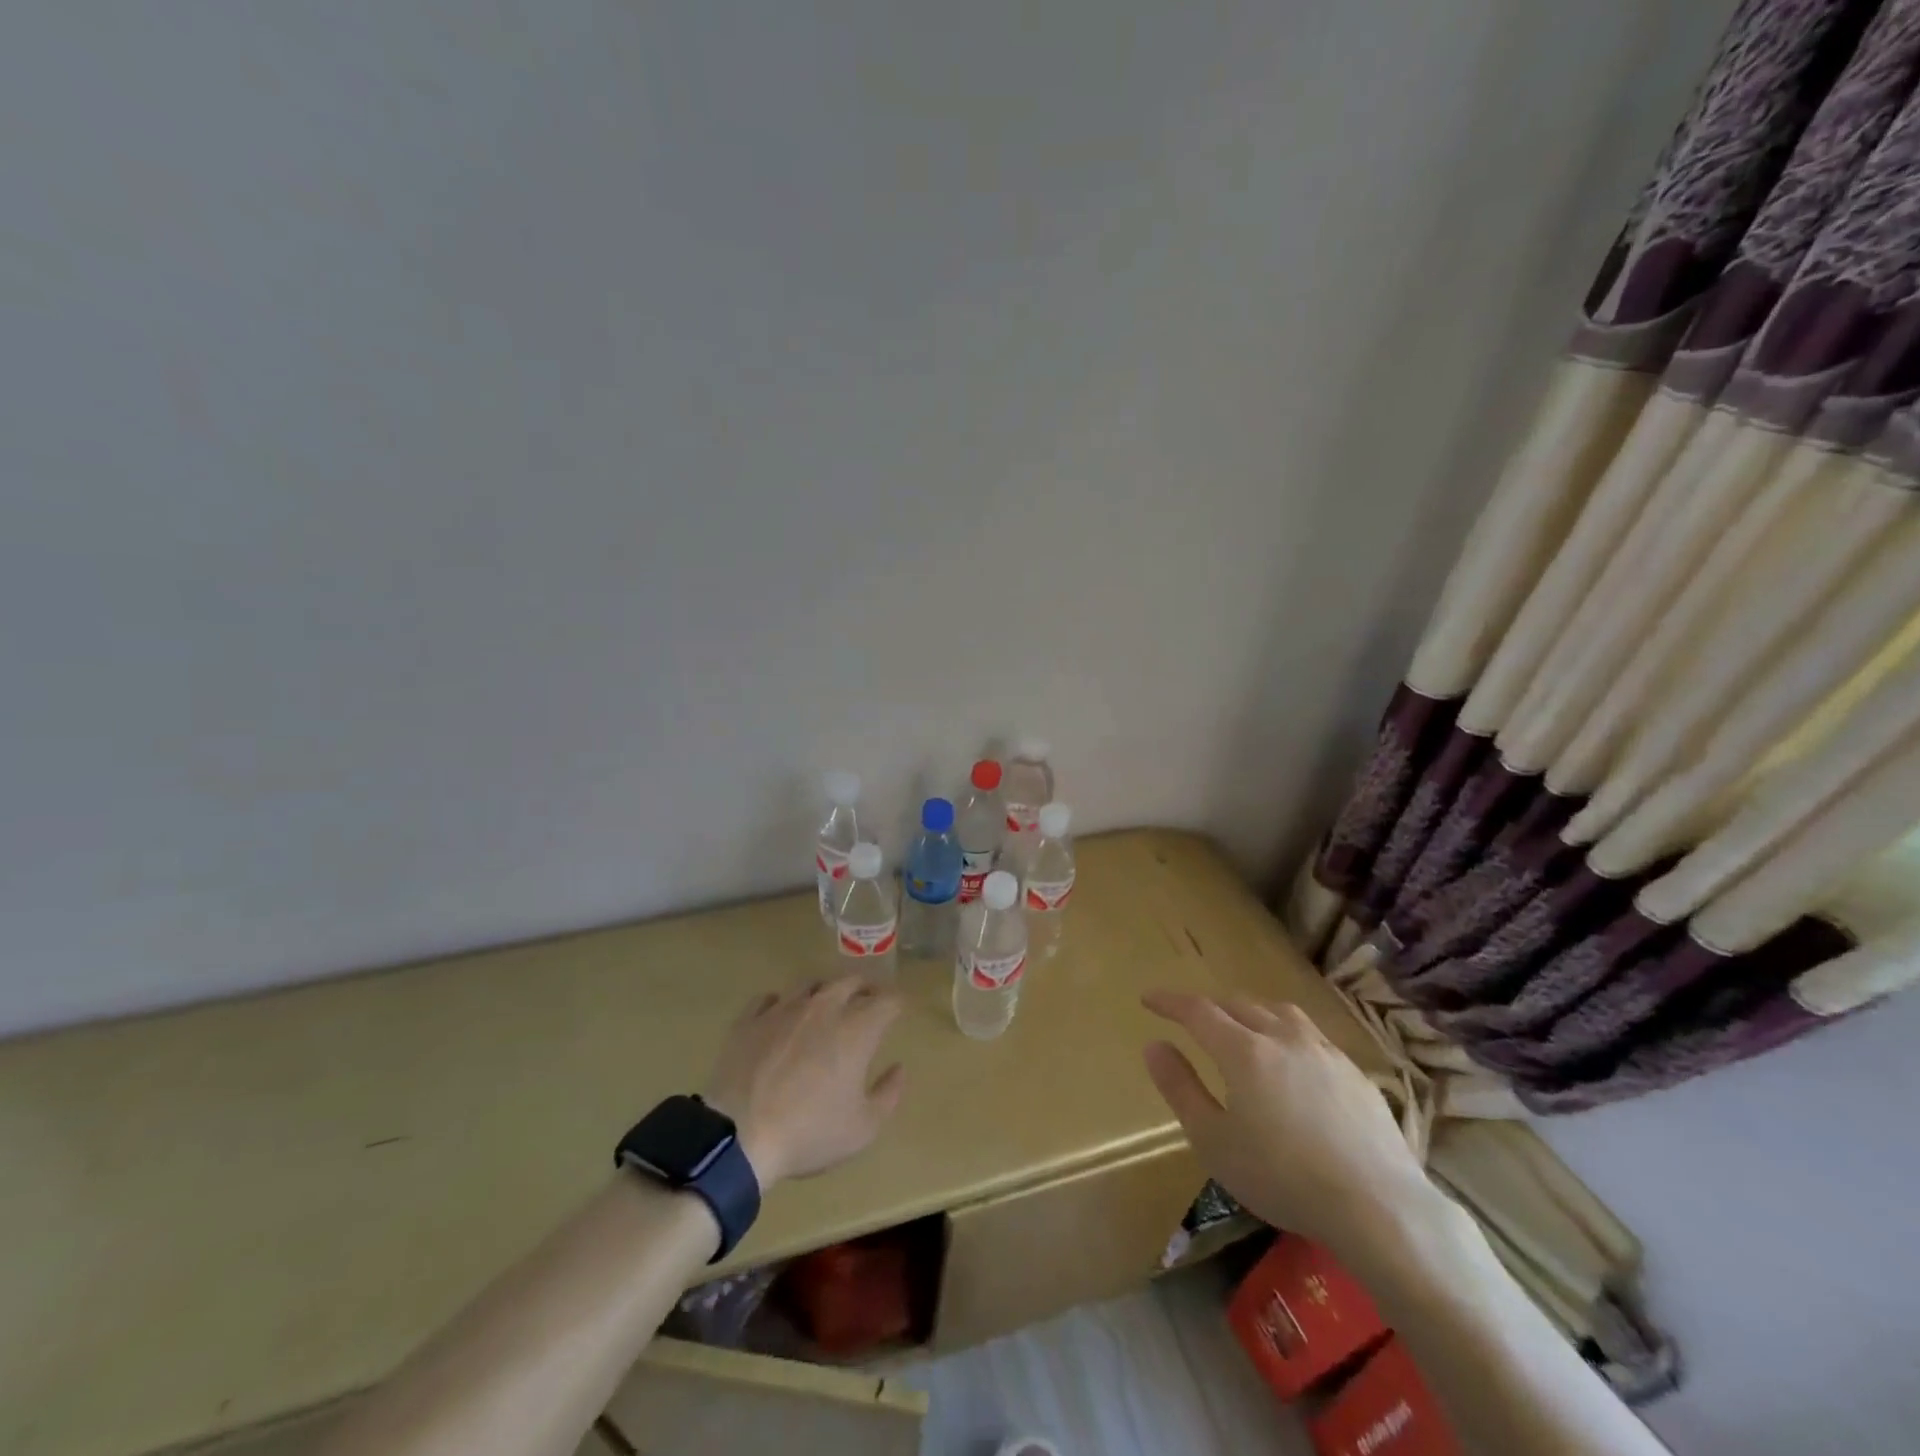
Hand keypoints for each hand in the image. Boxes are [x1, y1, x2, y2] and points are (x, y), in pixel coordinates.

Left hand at [703, 975, 905, 1189]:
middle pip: (851, 981)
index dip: (897, 1004)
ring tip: (825, 1006)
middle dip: (864, 989)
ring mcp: (784, 1009)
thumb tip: (898, 1068)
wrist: (739, 1137)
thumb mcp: (862, 1128)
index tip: (898, 1012)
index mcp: (856, 1029)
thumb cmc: (809, 1133)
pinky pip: (769, 998)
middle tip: (867, 1003)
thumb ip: (889, 1094)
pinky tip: (781, 1017)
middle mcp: (823, 1007)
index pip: (888, 1000)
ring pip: (811, 984)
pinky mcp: (750, 1019)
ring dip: (825, 991)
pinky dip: (781, 1004)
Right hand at [1141, 990, 1431, 1256]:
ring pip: (1280, 1012)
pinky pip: (1313, 1036)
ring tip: (1244, 1028)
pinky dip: (1289, 1034)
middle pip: (1239, 1005)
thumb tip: (1154, 1046)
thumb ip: (1180, 1088)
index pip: (1197, 1011)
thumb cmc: (1283, 1177)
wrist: (1379, 1207)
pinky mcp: (1355, 1073)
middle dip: (1210, 1007)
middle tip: (1193, 1021)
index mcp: (1243, 1051)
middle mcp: (1282, 1037)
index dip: (1170, 1002)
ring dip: (1253, 1012)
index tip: (1148, 999)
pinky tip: (1295, 1062)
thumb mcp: (1214, 1141)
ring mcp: (1324, 1052)